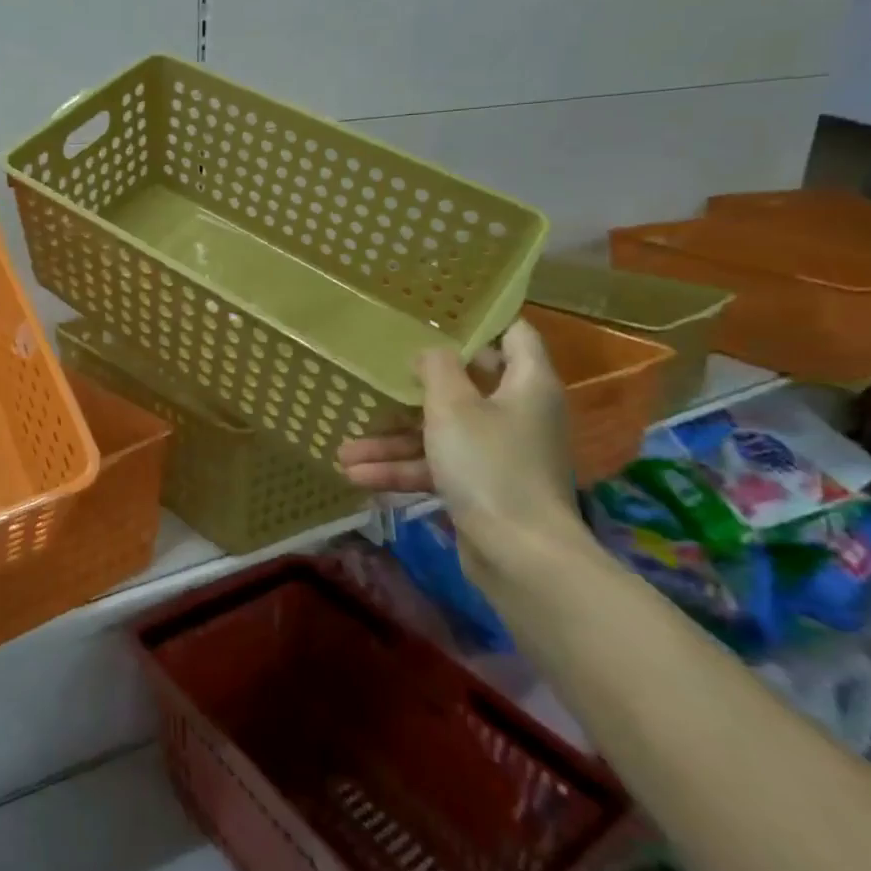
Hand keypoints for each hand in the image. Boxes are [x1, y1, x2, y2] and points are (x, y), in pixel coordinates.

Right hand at [337, 319, 589, 581]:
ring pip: (440, 433)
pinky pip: (437, 468)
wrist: (520, 556)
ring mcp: (500, 453)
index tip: (435, 314)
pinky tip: (357, 477)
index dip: (480, 321)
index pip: (514, 334)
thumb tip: (430, 350)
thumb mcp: (453, 406)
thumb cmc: (489, 465)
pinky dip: (403, 471)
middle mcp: (518, 414)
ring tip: (344, 449)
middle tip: (377, 373)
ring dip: (393, 441)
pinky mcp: (483, 488)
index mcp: (526, 385)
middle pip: (465, 386)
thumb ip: (437, 368)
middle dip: (413, 388)